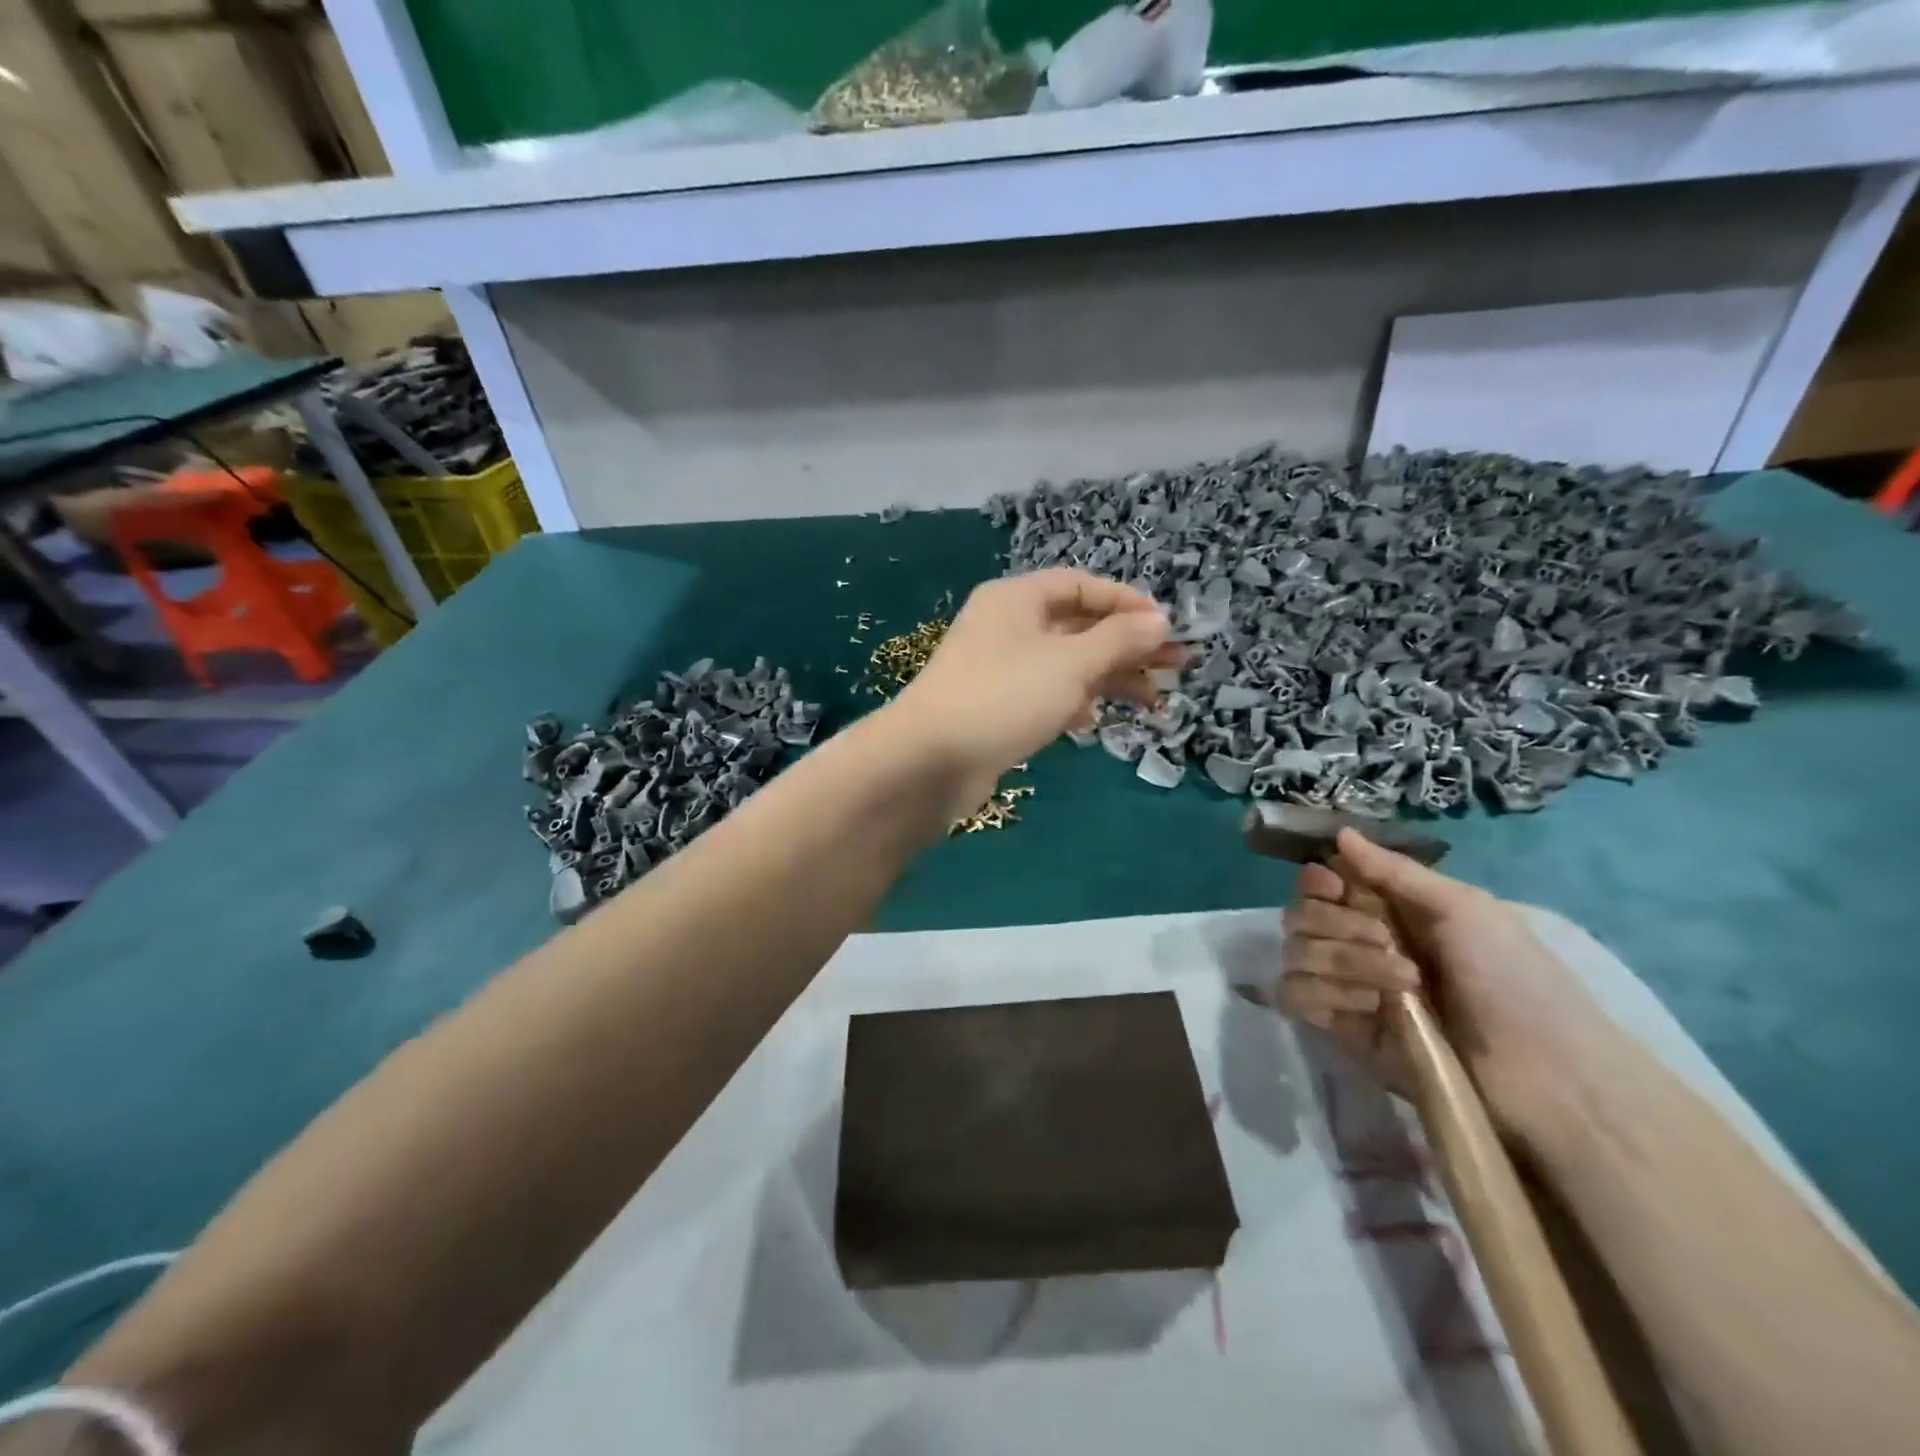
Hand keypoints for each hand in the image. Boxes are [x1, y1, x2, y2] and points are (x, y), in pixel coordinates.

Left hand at [884, 569, 1179, 814]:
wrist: (930, 760)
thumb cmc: (1004, 696)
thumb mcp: (1070, 663)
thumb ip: (1118, 641)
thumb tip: (1159, 622)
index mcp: (1016, 599)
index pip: (1081, 586)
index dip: (1126, 603)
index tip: (1166, 628)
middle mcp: (1006, 627)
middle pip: (1077, 626)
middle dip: (1127, 646)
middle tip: (1176, 666)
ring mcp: (999, 670)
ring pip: (1065, 665)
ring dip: (1108, 678)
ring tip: (1154, 701)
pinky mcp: (996, 708)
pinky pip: (1045, 695)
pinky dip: (1074, 704)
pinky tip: (1096, 722)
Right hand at [1278, 829, 1606, 1143]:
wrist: (1543, 1073)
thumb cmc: (1513, 978)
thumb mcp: (1463, 908)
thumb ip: (1393, 871)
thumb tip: (1340, 832)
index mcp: (1387, 909)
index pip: (1319, 882)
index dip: (1316, 881)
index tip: (1335, 888)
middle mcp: (1359, 942)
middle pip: (1300, 915)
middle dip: (1338, 924)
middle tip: (1386, 942)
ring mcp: (1348, 986)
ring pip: (1296, 953)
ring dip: (1343, 962)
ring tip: (1400, 987)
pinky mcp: (1340, 1029)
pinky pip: (1296, 994)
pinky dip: (1326, 994)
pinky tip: (1368, 1008)